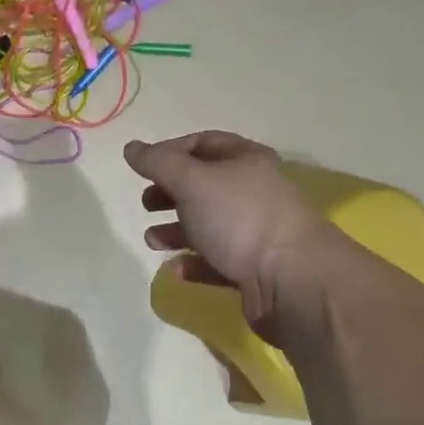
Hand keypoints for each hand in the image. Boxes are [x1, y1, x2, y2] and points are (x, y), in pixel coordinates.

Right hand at [124, 132, 339, 338]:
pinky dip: (193, 263)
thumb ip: (157, 163)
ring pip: (208, 224)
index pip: (203, 143)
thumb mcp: (192, 181)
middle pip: (204, 185)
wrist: (293, 281)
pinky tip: (176, 269)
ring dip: (176, 230)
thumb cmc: (240, 218)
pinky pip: (217, 262)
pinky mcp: (254, 270)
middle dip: (170, 192)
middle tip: (147, 203)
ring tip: (152, 240)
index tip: (142, 168)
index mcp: (246, 160)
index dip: (170, 151)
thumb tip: (131, 147)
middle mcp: (254, 191)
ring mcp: (256, 232)